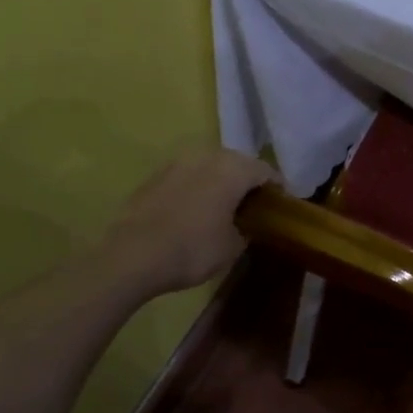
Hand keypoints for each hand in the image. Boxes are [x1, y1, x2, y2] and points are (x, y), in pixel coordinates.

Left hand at [109, 148, 275, 293]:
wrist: (132, 256)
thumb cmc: (192, 249)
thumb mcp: (232, 247)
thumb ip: (246, 229)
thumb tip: (245, 225)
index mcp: (232, 169)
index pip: (265, 171)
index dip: (276, 188)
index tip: (281, 206)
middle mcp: (206, 156)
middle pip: (237, 163)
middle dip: (247, 182)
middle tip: (254, 206)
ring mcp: (177, 163)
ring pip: (210, 167)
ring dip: (220, 183)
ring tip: (224, 207)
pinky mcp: (154, 176)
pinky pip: (187, 177)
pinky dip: (197, 189)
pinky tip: (195, 211)